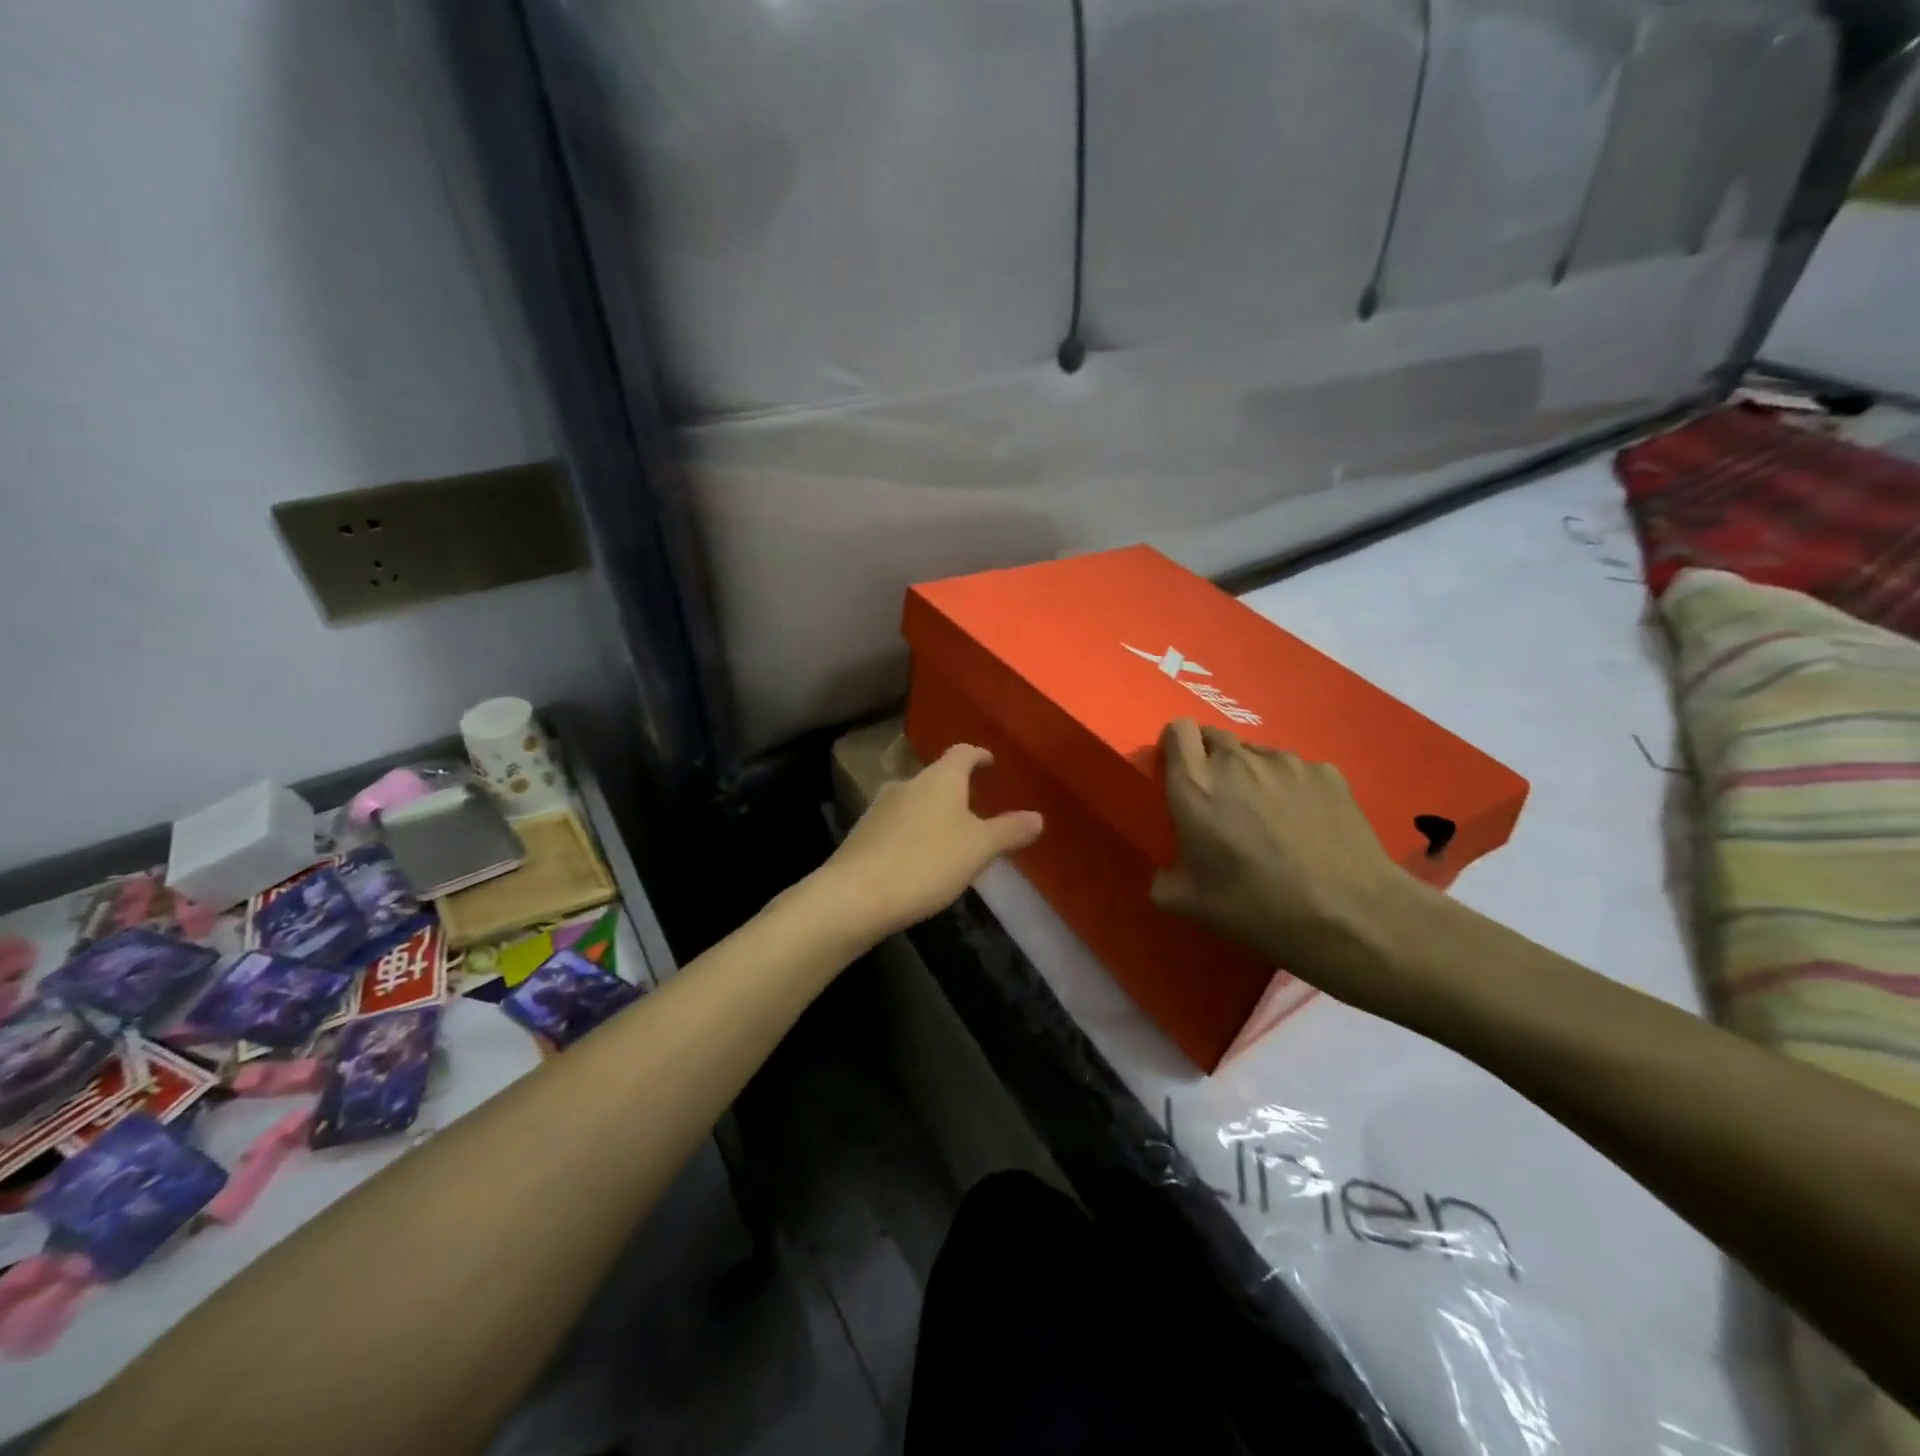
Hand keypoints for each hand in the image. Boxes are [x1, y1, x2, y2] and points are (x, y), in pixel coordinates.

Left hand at [822, 744, 1043, 938]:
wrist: (855, 895)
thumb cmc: (927, 862)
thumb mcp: (979, 849)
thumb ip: (1009, 831)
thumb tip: (1038, 817)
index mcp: (939, 779)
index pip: (962, 752)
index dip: (978, 755)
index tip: (990, 761)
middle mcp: (906, 783)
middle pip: (936, 778)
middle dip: (956, 791)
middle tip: (975, 809)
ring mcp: (879, 808)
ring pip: (913, 802)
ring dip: (932, 814)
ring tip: (949, 838)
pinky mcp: (861, 834)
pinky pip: (895, 826)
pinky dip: (911, 835)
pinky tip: (917, 860)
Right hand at [1150, 719, 1427, 1009]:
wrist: (1350, 915)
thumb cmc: (1256, 907)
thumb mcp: (1190, 904)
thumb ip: (1164, 879)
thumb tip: (1167, 872)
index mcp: (1195, 785)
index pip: (1178, 730)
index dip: (1176, 746)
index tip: (1180, 773)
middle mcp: (1237, 761)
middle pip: (1215, 736)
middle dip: (1210, 759)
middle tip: (1220, 801)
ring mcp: (1287, 762)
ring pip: (1257, 753)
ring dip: (1251, 774)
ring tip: (1267, 816)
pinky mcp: (1327, 772)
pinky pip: (1297, 770)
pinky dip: (1292, 788)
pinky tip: (1306, 824)